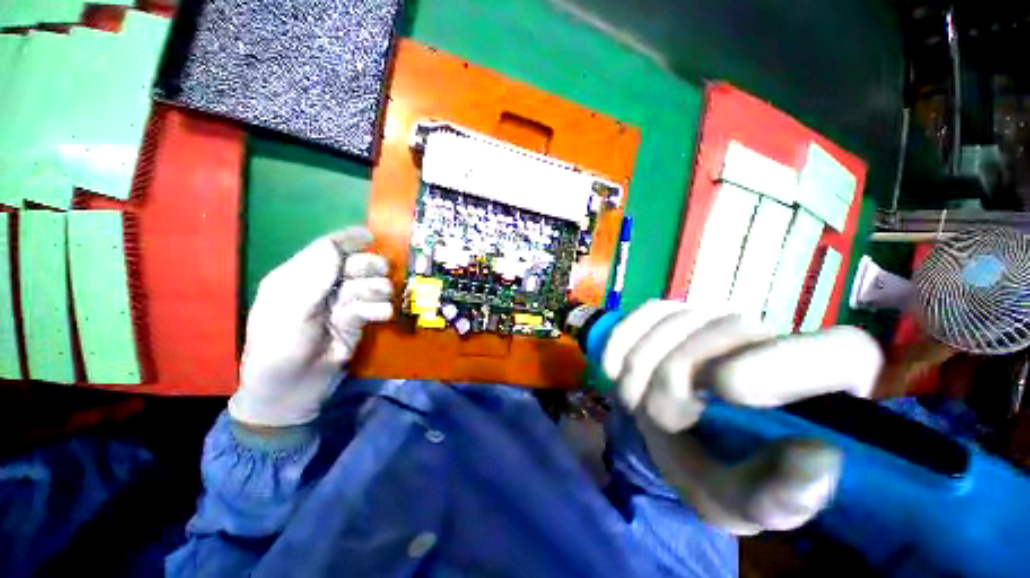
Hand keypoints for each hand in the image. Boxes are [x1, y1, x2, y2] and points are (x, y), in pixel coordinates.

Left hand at [229, 228, 393, 427]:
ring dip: (376, 291)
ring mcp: (341, 305)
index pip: (326, 248)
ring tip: (375, 303)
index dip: (348, 240)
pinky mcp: (357, 323)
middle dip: (368, 266)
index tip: (371, 237)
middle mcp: (322, 287)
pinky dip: (380, 309)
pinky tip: (378, 317)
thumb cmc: (279, 346)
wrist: (290, 390)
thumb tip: (337, 244)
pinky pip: (375, 307)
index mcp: (297, 277)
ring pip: (369, 286)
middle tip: (382, 272)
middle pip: (354, 265)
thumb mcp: (289, 307)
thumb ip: (313, 274)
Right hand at [603, 300, 882, 534]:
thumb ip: (781, 495)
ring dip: (640, 365)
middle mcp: (774, 338)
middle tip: (656, 419)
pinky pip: (645, 313)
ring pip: (676, 321)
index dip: (783, 364)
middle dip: (674, 377)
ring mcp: (718, 318)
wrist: (680, 438)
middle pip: (726, 331)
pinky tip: (615, 370)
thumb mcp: (746, 502)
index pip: (839, 353)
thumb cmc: (722, 473)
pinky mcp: (676, 311)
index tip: (724, 390)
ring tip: (634, 401)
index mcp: (824, 388)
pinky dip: (622, 341)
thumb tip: (820, 457)